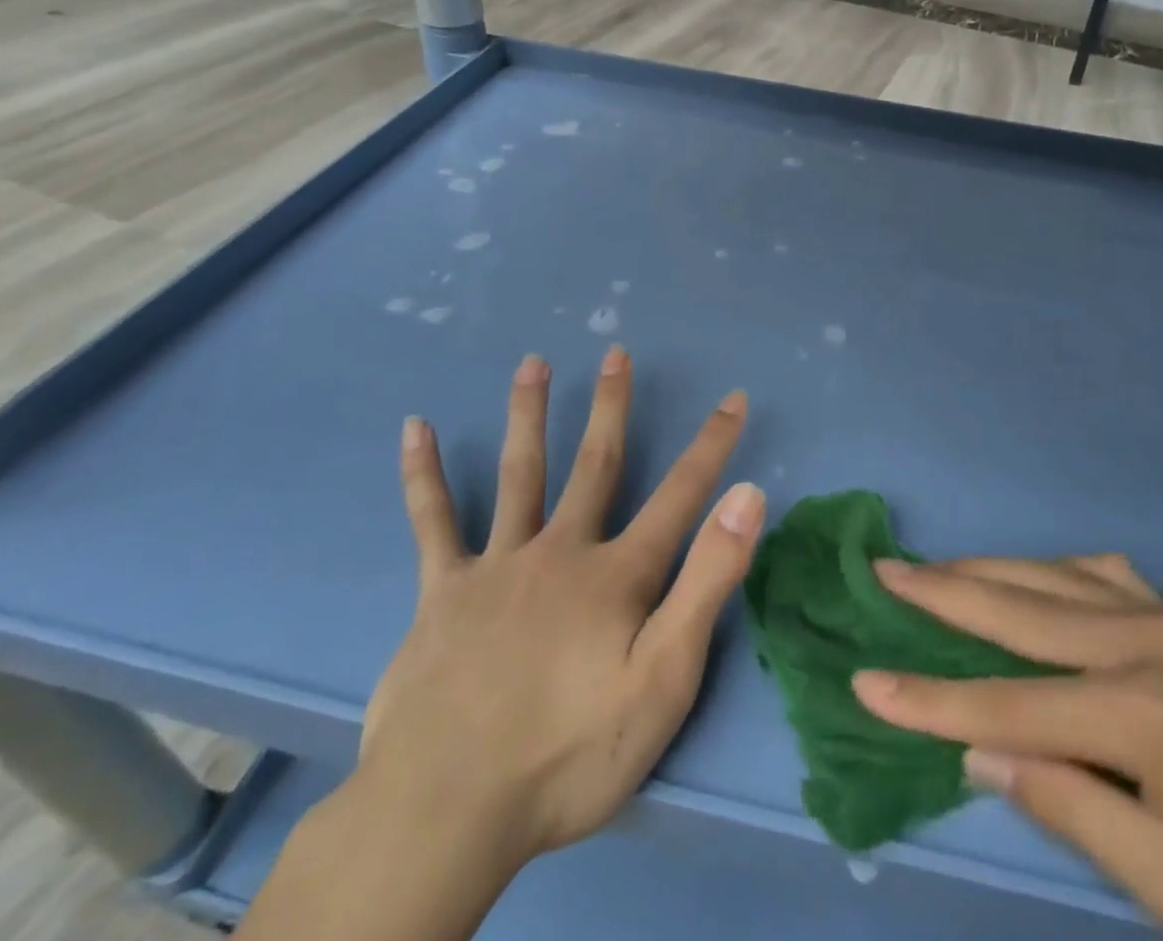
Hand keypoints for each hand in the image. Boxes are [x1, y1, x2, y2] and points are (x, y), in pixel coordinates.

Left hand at [361, 346, 765, 863]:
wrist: (447, 811)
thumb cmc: (569, 753)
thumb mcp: (664, 679)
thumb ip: (707, 583)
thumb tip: (748, 496)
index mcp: (616, 574)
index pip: (681, 494)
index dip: (712, 444)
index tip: (734, 397)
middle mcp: (561, 550)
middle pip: (595, 463)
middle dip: (612, 406)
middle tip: (616, 352)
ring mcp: (497, 565)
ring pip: (520, 473)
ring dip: (529, 413)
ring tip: (533, 362)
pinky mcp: (442, 592)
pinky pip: (433, 521)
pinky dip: (424, 474)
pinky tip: (415, 429)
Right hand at [851, 555, 1162, 940]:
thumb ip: (1073, 810)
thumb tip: (984, 753)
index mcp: (1128, 714)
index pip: (1000, 702)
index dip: (926, 698)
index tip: (863, 682)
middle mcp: (1131, 644)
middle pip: (1012, 607)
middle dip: (940, 592)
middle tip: (883, 570)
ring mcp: (1160, 619)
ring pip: (1047, 576)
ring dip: (985, 568)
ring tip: (936, 566)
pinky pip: (1097, 573)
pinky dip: (1050, 567)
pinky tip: (1040, 575)